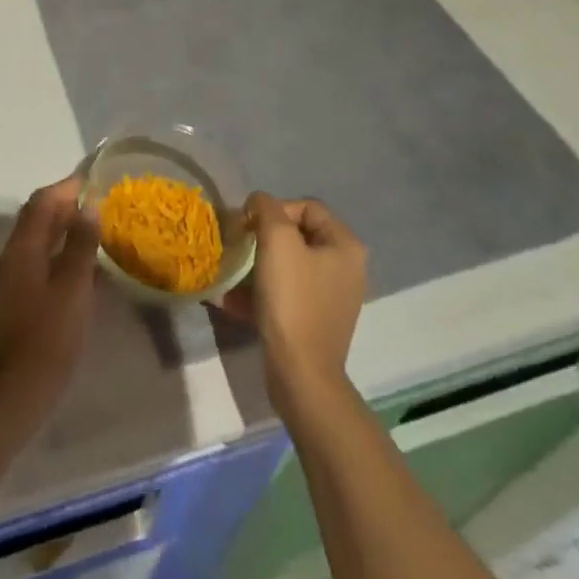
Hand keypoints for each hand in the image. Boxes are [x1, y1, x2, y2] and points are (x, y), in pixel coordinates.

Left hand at [0, 176, 99, 421]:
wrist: (18, 391)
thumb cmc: (50, 336)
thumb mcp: (74, 287)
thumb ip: (82, 244)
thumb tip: (90, 206)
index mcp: (24, 247)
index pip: (44, 201)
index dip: (68, 186)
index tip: (96, 177)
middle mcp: (14, 254)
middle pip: (39, 215)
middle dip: (67, 202)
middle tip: (100, 199)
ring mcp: (15, 276)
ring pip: (40, 237)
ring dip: (65, 226)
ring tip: (98, 225)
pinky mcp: (20, 295)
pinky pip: (42, 257)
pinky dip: (62, 249)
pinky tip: (86, 263)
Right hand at [218, 193, 367, 412]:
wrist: (301, 375)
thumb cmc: (292, 301)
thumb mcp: (276, 241)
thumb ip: (266, 208)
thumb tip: (259, 203)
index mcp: (345, 246)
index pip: (306, 207)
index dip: (274, 210)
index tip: (250, 228)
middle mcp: (346, 268)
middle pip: (296, 235)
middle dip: (262, 238)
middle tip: (239, 248)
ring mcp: (332, 296)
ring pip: (288, 264)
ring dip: (257, 265)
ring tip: (232, 274)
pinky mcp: (315, 319)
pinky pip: (286, 291)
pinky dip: (261, 291)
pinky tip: (234, 300)